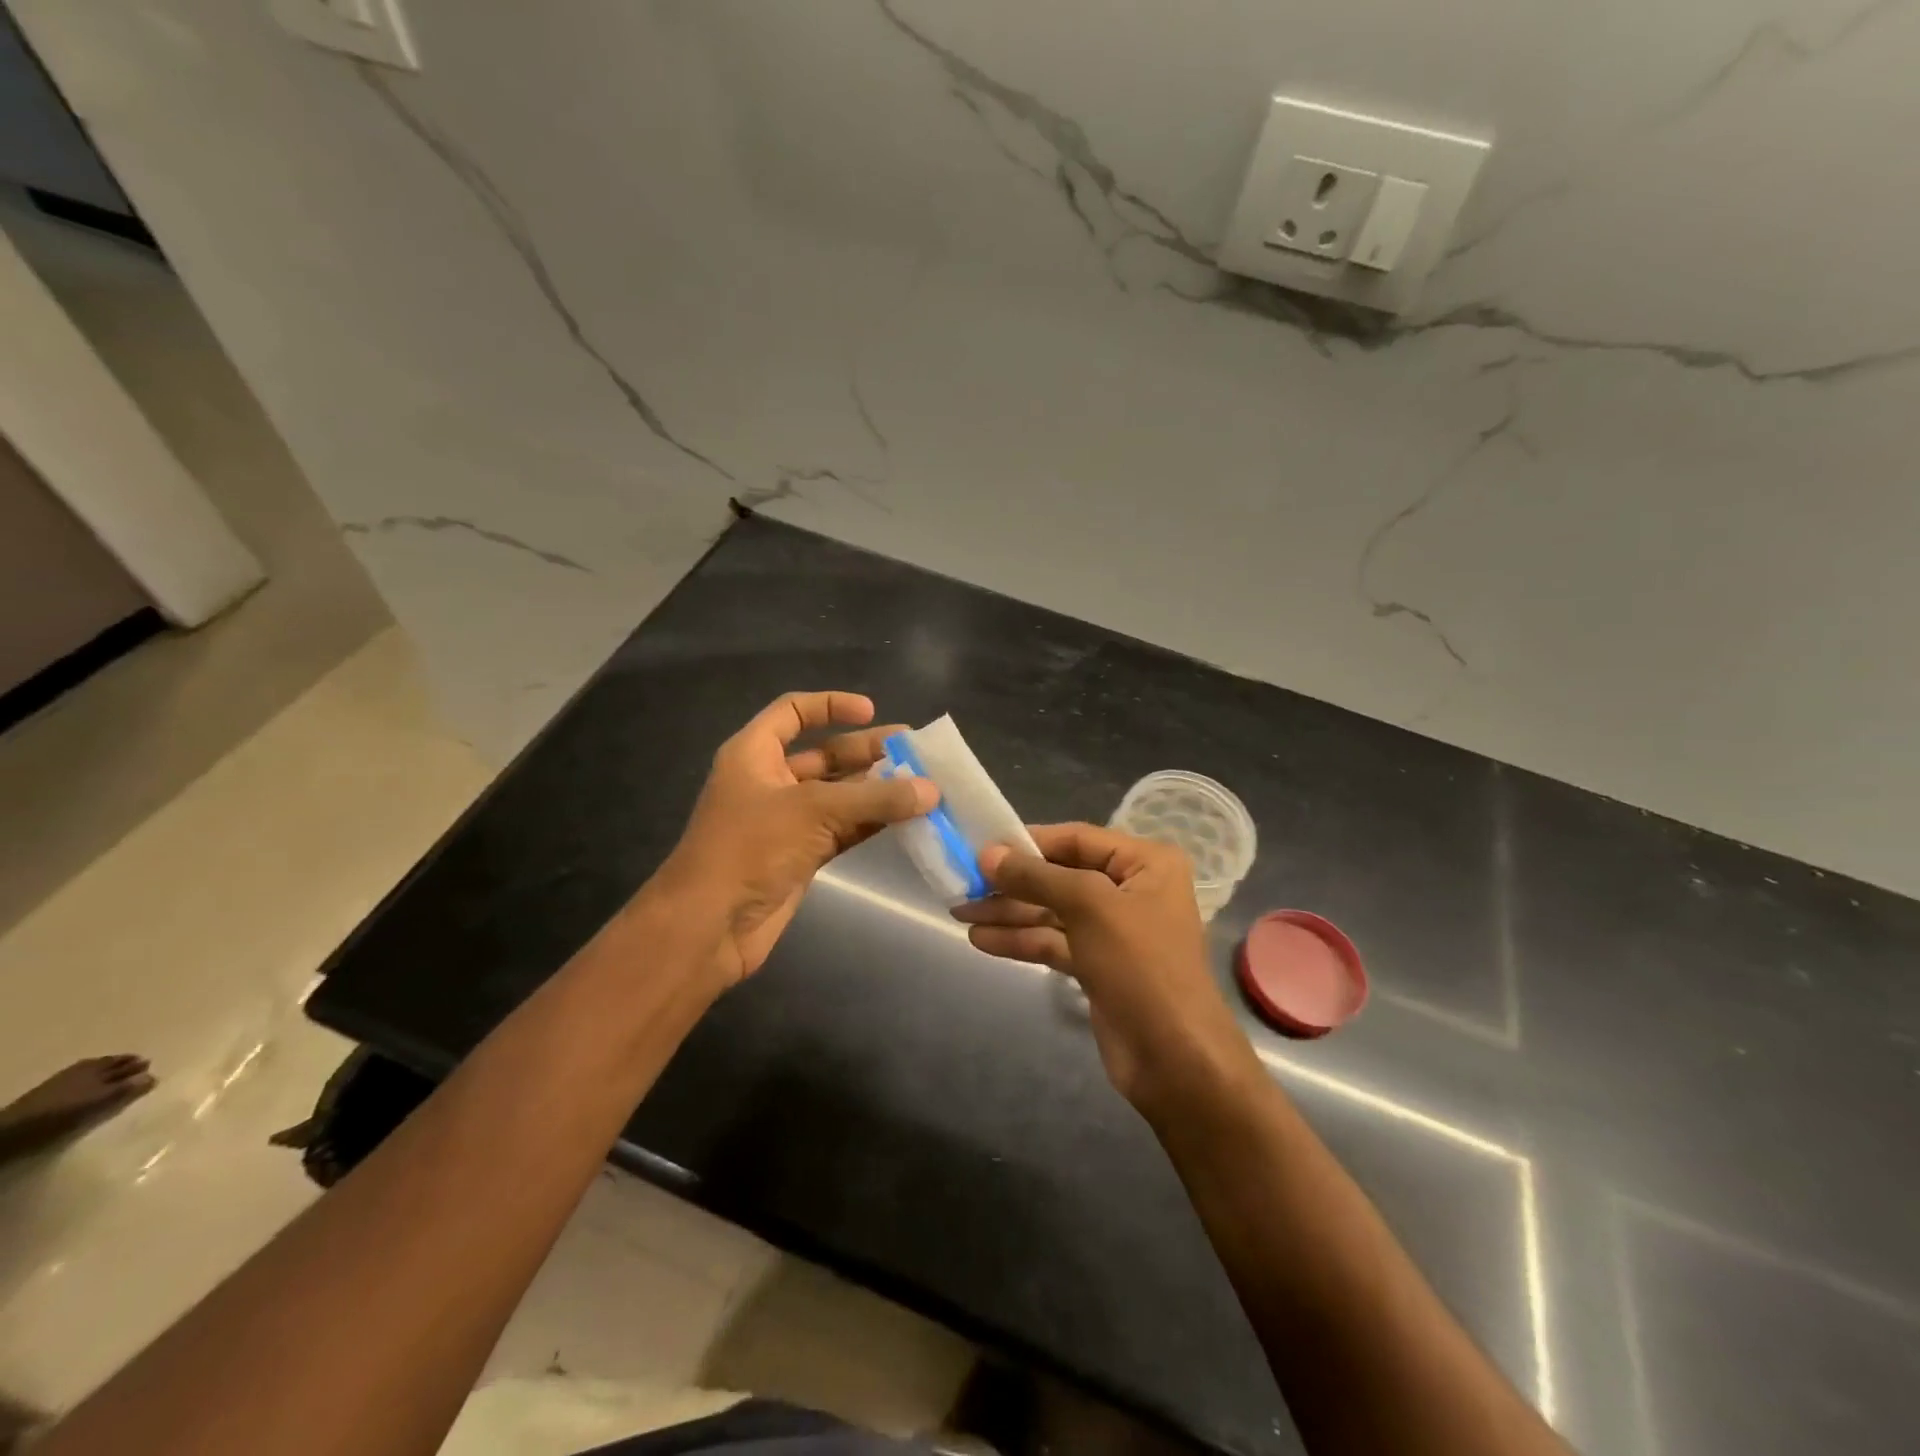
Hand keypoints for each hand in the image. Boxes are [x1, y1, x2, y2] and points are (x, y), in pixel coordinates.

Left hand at [656, 691, 935, 985]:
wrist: (709, 926)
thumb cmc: (749, 849)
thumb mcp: (813, 811)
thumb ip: (875, 798)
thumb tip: (932, 790)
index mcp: (755, 754)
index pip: (793, 712)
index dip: (830, 705)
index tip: (872, 711)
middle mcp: (770, 781)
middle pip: (825, 754)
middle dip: (869, 752)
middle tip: (917, 753)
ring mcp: (787, 821)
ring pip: (840, 795)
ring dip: (877, 791)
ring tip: (924, 786)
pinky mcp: (801, 855)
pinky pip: (843, 829)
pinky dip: (872, 823)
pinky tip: (907, 819)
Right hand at [955, 824, 1256, 1109]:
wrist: (1174, 1058)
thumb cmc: (1141, 965)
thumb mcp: (1088, 906)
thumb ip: (1036, 876)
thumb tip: (989, 853)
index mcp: (1146, 863)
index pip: (1077, 839)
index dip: (1029, 842)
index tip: (983, 847)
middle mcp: (1132, 890)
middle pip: (1061, 877)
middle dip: (1013, 883)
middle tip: (963, 883)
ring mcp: (1114, 931)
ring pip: (1052, 912)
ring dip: (1009, 914)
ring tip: (960, 913)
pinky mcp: (1098, 966)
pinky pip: (1054, 942)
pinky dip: (1021, 941)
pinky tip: (982, 940)